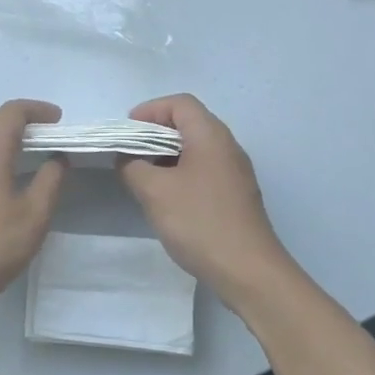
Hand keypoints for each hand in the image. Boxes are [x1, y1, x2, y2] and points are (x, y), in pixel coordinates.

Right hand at [117, 94, 294, 299]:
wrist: (248, 271)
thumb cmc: (199, 222)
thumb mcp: (154, 191)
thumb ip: (132, 167)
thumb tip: (127, 158)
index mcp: (211, 136)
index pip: (180, 103)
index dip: (149, 110)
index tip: (126, 133)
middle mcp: (227, 147)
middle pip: (189, 124)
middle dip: (154, 134)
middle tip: (129, 154)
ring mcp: (235, 173)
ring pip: (195, 149)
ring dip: (166, 156)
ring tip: (142, 177)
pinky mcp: (235, 196)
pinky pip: (203, 171)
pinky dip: (180, 174)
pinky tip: (165, 199)